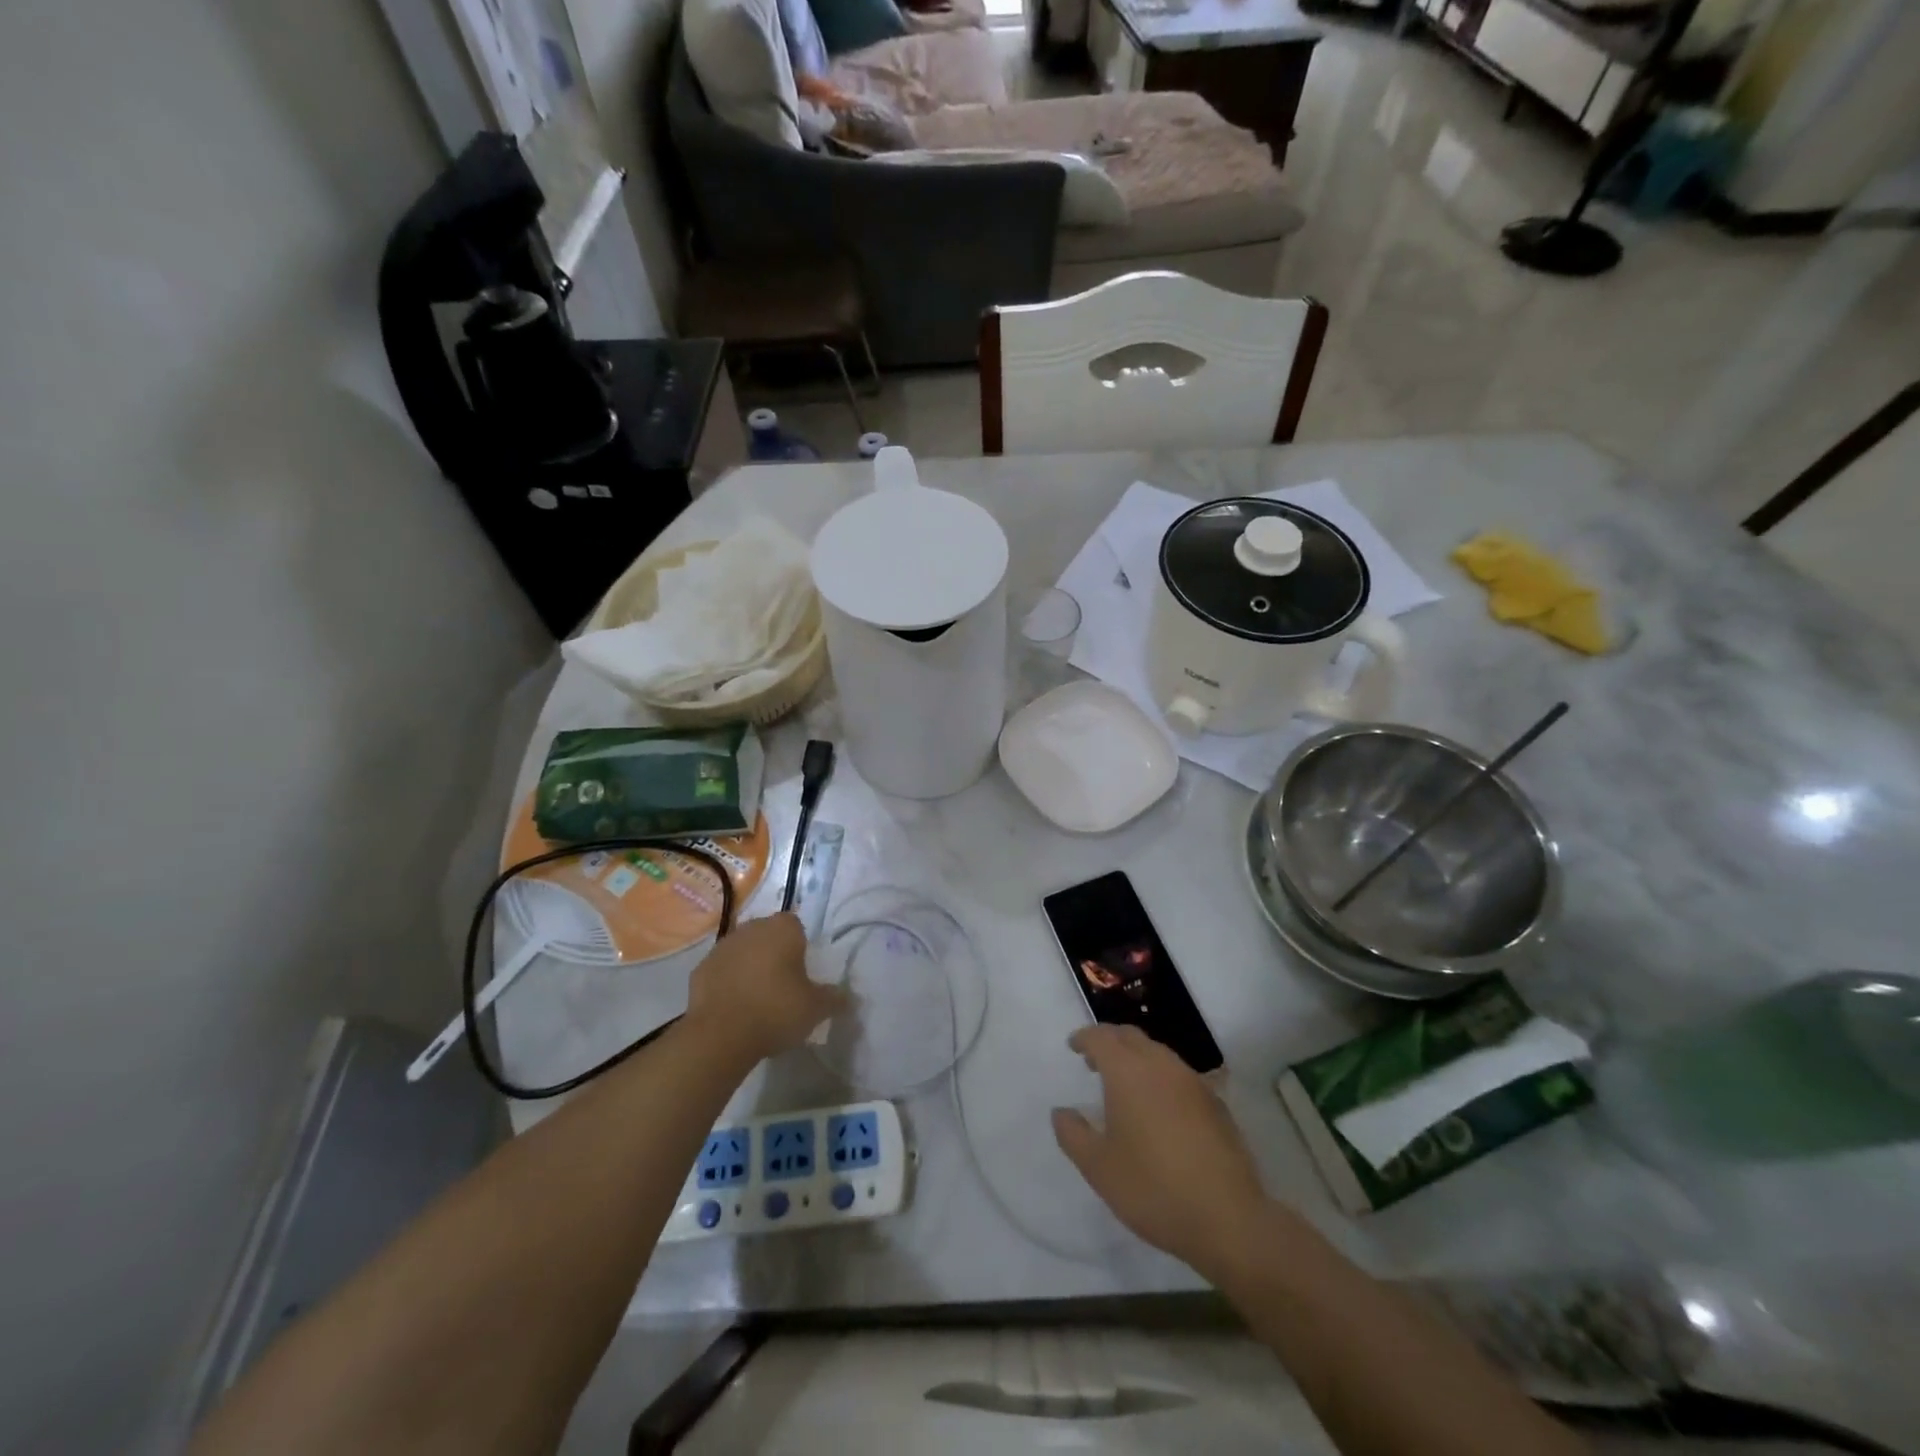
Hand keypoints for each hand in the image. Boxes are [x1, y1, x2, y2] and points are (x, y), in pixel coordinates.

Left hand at [685, 914, 843, 1063]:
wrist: (720, 1035)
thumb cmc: (776, 1011)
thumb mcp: (816, 1008)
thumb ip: (834, 998)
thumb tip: (848, 997)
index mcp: (783, 929)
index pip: (796, 926)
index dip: (800, 946)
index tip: (802, 972)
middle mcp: (752, 928)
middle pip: (768, 935)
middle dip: (774, 953)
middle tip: (783, 985)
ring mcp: (722, 947)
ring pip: (743, 951)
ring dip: (750, 966)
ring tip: (758, 999)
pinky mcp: (700, 969)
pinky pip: (722, 971)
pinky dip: (728, 982)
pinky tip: (735, 1007)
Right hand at [1053, 1025, 1269, 1278]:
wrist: (1228, 1219)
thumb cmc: (1153, 1189)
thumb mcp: (1098, 1168)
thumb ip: (1072, 1134)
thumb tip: (1061, 1112)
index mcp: (1128, 1072)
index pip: (1101, 1037)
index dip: (1084, 1038)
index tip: (1073, 1046)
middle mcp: (1161, 1065)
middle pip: (1131, 1036)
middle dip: (1110, 1041)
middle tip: (1094, 1061)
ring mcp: (1192, 1081)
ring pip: (1158, 1053)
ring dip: (1136, 1058)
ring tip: (1125, 1085)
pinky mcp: (1216, 1103)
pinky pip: (1179, 1075)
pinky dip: (1160, 1077)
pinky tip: (1159, 1108)